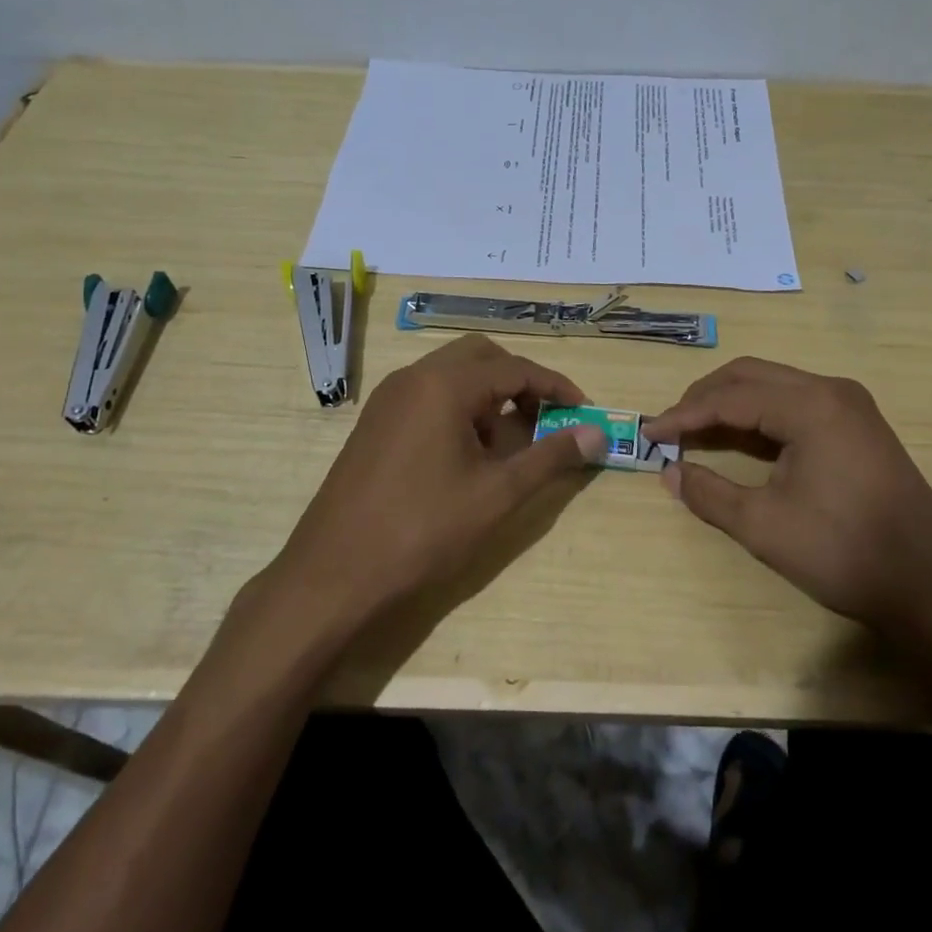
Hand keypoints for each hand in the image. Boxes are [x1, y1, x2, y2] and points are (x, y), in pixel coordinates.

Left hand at [270, 335, 606, 618]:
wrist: (334, 574)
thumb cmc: (423, 530)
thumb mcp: (497, 494)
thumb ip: (550, 457)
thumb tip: (597, 434)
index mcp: (444, 385)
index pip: (514, 367)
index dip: (556, 386)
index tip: (584, 410)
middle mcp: (413, 378)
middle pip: (481, 358)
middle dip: (519, 382)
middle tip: (545, 420)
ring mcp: (388, 400)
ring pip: (452, 376)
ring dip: (489, 398)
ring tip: (507, 448)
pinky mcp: (375, 424)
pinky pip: (428, 397)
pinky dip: (459, 410)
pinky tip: (467, 458)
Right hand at [643, 358, 931, 646]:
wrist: (930, 588)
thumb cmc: (843, 553)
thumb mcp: (763, 526)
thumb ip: (709, 493)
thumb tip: (669, 473)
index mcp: (811, 406)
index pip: (730, 397)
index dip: (684, 415)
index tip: (648, 434)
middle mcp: (832, 390)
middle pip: (752, 376)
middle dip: (704, 398)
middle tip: (670, 428)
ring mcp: (851, 407)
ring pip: (775, 386)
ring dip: (732, 404)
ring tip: (696, 433)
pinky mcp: (859, 427)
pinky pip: (796, 405)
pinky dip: (760, 417)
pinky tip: (741, 441)